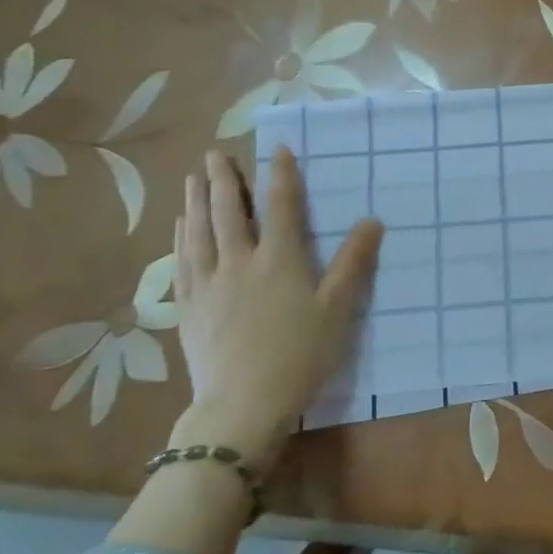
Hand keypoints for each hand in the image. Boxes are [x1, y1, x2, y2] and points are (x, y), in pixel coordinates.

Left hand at [170, 148, 383, 470]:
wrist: (242, 405)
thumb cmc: (299, 356)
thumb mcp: (337, 310)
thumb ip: (353, 263)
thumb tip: (372, 220)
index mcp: (279, 260)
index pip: (280, 206)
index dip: (280, 175)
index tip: (278, 149)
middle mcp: (239, 263)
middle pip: (228, 212)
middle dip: (223, 179)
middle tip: (215, 153)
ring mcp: (208, 285)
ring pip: (198, 232)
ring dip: (195, 201)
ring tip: (192, 178)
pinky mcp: (188, 308)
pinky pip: (181, 262)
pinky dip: (181, 238)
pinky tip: (180, 228)